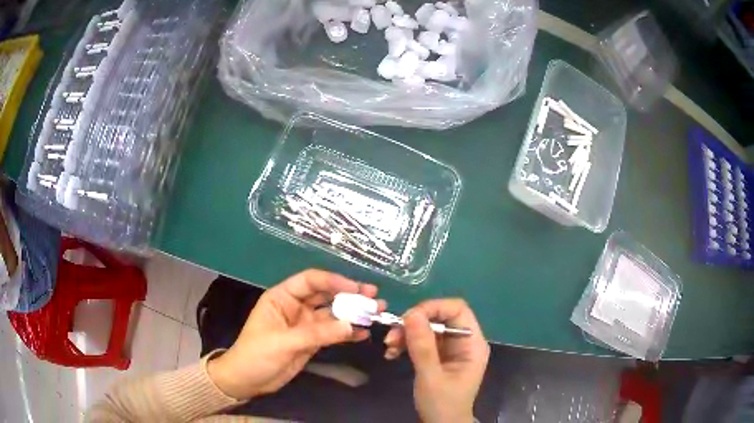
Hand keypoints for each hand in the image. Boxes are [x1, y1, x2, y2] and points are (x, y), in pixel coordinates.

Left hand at [207, 269, 383, 399]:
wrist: (247, 381)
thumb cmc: (256, 355)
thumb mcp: (283, 342)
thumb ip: (316, 334)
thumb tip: (351, 325)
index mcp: (282, 297)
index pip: (310, 281)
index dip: (334, 281)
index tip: (357, 288)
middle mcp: (296, 307)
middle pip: (326, 295)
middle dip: (350, 295)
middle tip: (374, 298)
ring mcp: (305, 325)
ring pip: (333, 314)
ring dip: (353, 314)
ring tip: (376, 314)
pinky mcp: (312, 341)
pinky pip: (333, 333)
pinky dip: (348, 333)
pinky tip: (363, 333)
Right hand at [384, 299, 488, 422]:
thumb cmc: (442, 404)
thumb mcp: (431, 377)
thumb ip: (422, 346)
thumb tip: (411, 313)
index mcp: (472, 344)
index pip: (457, 310)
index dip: (433, 308)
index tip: (408, 318)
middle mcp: (463, 342)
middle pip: (440, 317)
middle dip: (415, 323)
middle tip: (392, 335)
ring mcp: (450, 349)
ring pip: (428, 328)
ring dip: (406, 334)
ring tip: (389, 347)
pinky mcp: (438, 356)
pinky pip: (422, 341)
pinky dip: (406, 344)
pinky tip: (392, 353)